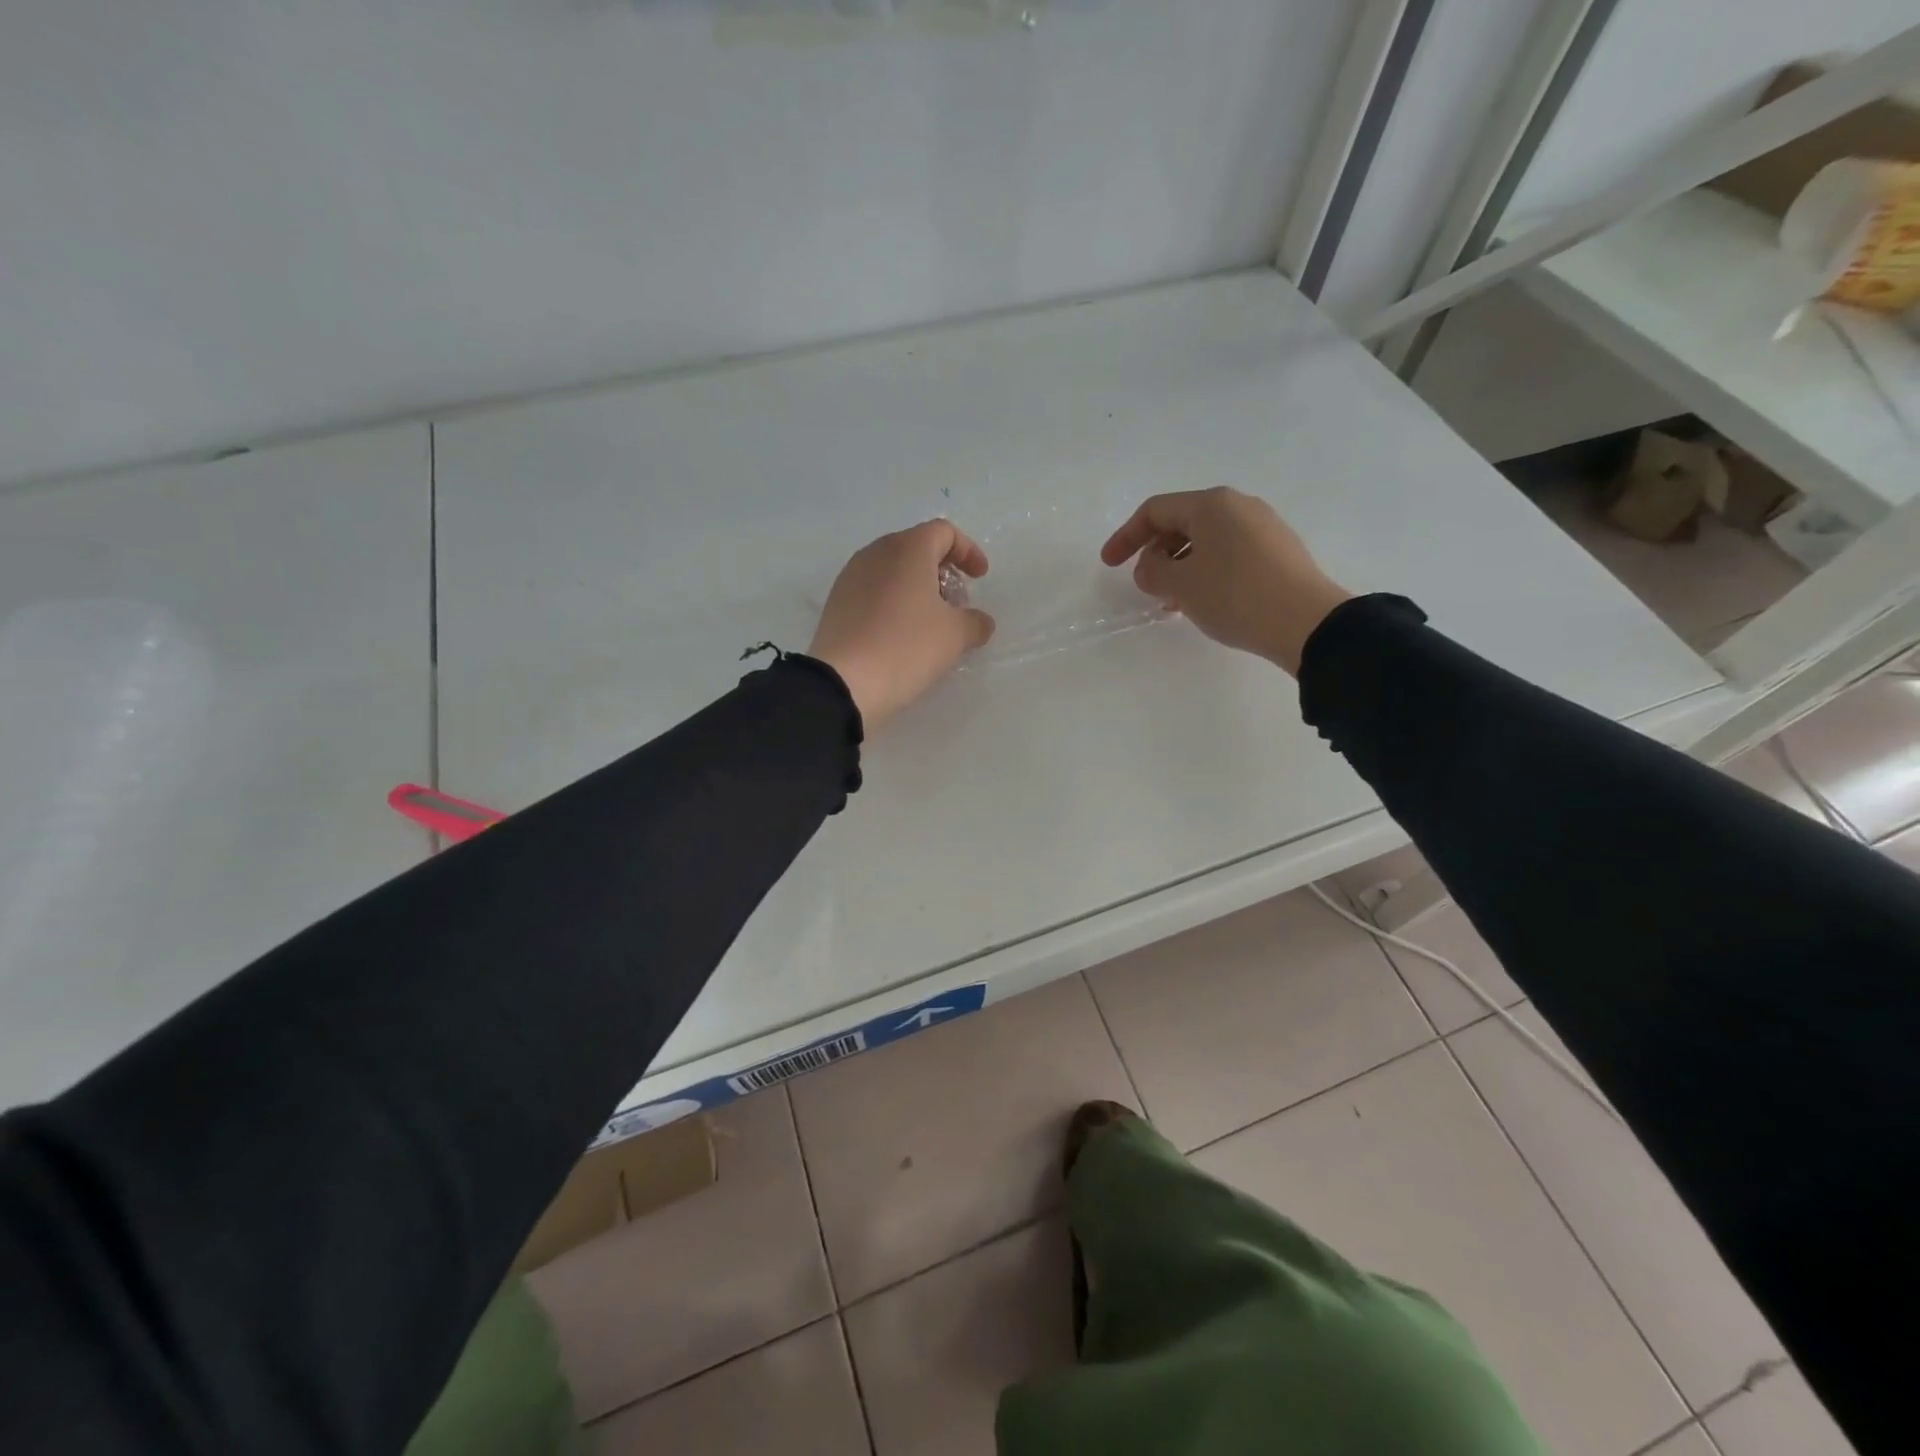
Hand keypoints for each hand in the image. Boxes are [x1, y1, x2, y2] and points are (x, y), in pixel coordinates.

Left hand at [809, 520, 995, 728]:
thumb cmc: (907, 647)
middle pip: (916, 547)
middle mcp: (875, 553)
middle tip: (956, 602)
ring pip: (892, 570)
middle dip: (942, 570)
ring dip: (916, 587)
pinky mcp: (836, 603)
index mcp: (908, 549)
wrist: (844, 682)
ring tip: (930, 622)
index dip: (968, 551)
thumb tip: (978, 621)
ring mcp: (851, 577)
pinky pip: (873, 591)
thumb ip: (975, 621)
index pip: (944, 532)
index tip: (980, 578)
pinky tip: (901, 634)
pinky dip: (894, 602)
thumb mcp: (956, 636)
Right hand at [1100, 487, 1351, 674]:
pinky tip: (1203, 599)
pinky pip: (1228, 552)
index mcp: (1211, 504)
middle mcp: (1238, 506)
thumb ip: (1152, 571)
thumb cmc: (1235, 596)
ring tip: (1172, 600)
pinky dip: (1205, 570)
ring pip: (1206, 540)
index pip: (1155, 511)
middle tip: (1145, 585)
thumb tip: (1150, 566)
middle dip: (1155, 552)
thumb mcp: (1181, 585)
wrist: (1306, 622)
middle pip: (1182, 522)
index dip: (1126, 536)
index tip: (1109, 564)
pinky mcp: (1277, 550)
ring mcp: (1263, 526)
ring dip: (1180, 565)